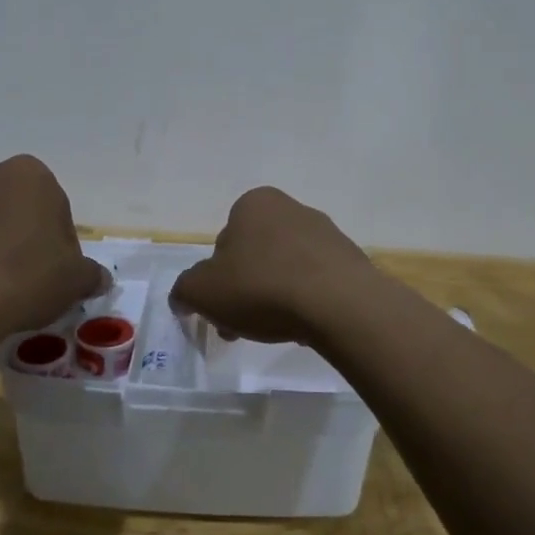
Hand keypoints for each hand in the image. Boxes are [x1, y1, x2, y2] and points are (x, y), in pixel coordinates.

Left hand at [0, 156, 107, 333]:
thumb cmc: (28, 276)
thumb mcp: (75, 280)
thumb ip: (90, 274)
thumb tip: (98, 278)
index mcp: (29, 175)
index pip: (52, 204)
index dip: (56, 240)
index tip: (54, 270)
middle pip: (8, 206)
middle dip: (15, 234)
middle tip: (22, 276)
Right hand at [170, 186, 377, 344]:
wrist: (339, 304)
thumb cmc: (262, 287)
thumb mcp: (202, 292)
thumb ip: (184, 291)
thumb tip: (183, 298)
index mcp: (254, 204)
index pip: (224, 241)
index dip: (216, 279)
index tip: (220, 309)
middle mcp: (292, 209)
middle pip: (255, 256)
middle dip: (244, 291)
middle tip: (241, 326)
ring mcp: (327, 233)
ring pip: (286, 269)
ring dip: (274, 297)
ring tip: (275, 331)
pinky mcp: (351, 260)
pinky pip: (317, 282)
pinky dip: (306, 301)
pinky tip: (305, 324)